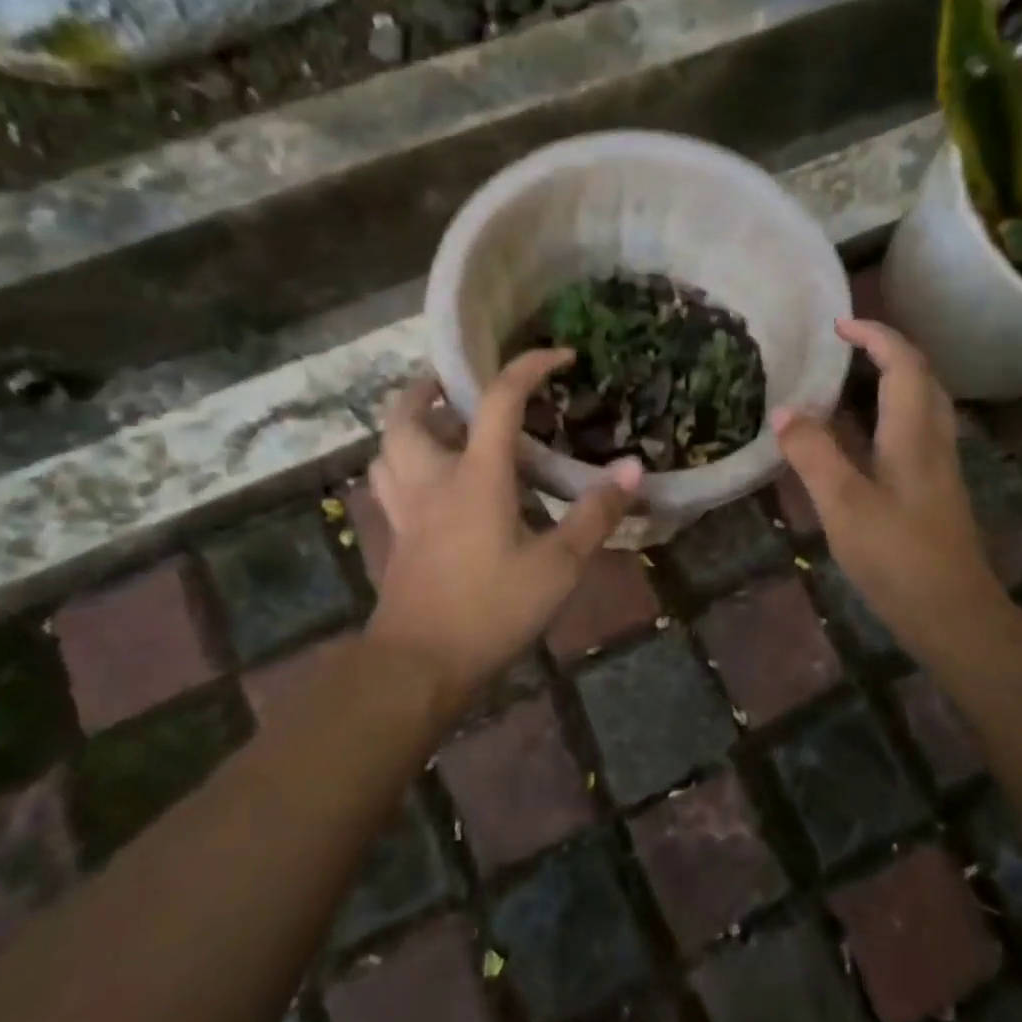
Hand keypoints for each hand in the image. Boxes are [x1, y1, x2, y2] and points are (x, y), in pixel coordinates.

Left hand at [365, 351, 642, 712]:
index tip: (560, 356)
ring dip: (408, 422)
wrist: (419, 664)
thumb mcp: (557, 566)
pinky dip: (400, 462)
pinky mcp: (396, 536)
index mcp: (475, 476)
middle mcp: (431, 479)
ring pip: (387, 446)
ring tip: (440, 423)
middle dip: (429, 385)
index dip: (529, 368)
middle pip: (408, 413)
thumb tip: (634, 468)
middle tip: (457, 381)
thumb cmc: (491, 610)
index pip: (499, 401)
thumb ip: (595, 515)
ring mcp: (406, 508)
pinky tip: (427, 479)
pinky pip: (387, 481)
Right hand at [773, 320, 1002, 663]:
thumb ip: (813, 455)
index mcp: (914, 433)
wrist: (953, 613)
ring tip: (846, 382)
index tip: (837, 325)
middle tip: (843, 348)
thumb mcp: (844, 505)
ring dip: (890, 380)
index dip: (874, 335)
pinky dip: (887, 414)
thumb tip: (783, 411)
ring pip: (921, 405)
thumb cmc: (898, 557)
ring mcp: (937, 466)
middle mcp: (933, 440)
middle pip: (921, 377)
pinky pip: (913, 432)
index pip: (903, 363)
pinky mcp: (933, 490)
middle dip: (886, 350)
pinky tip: (859, 437)